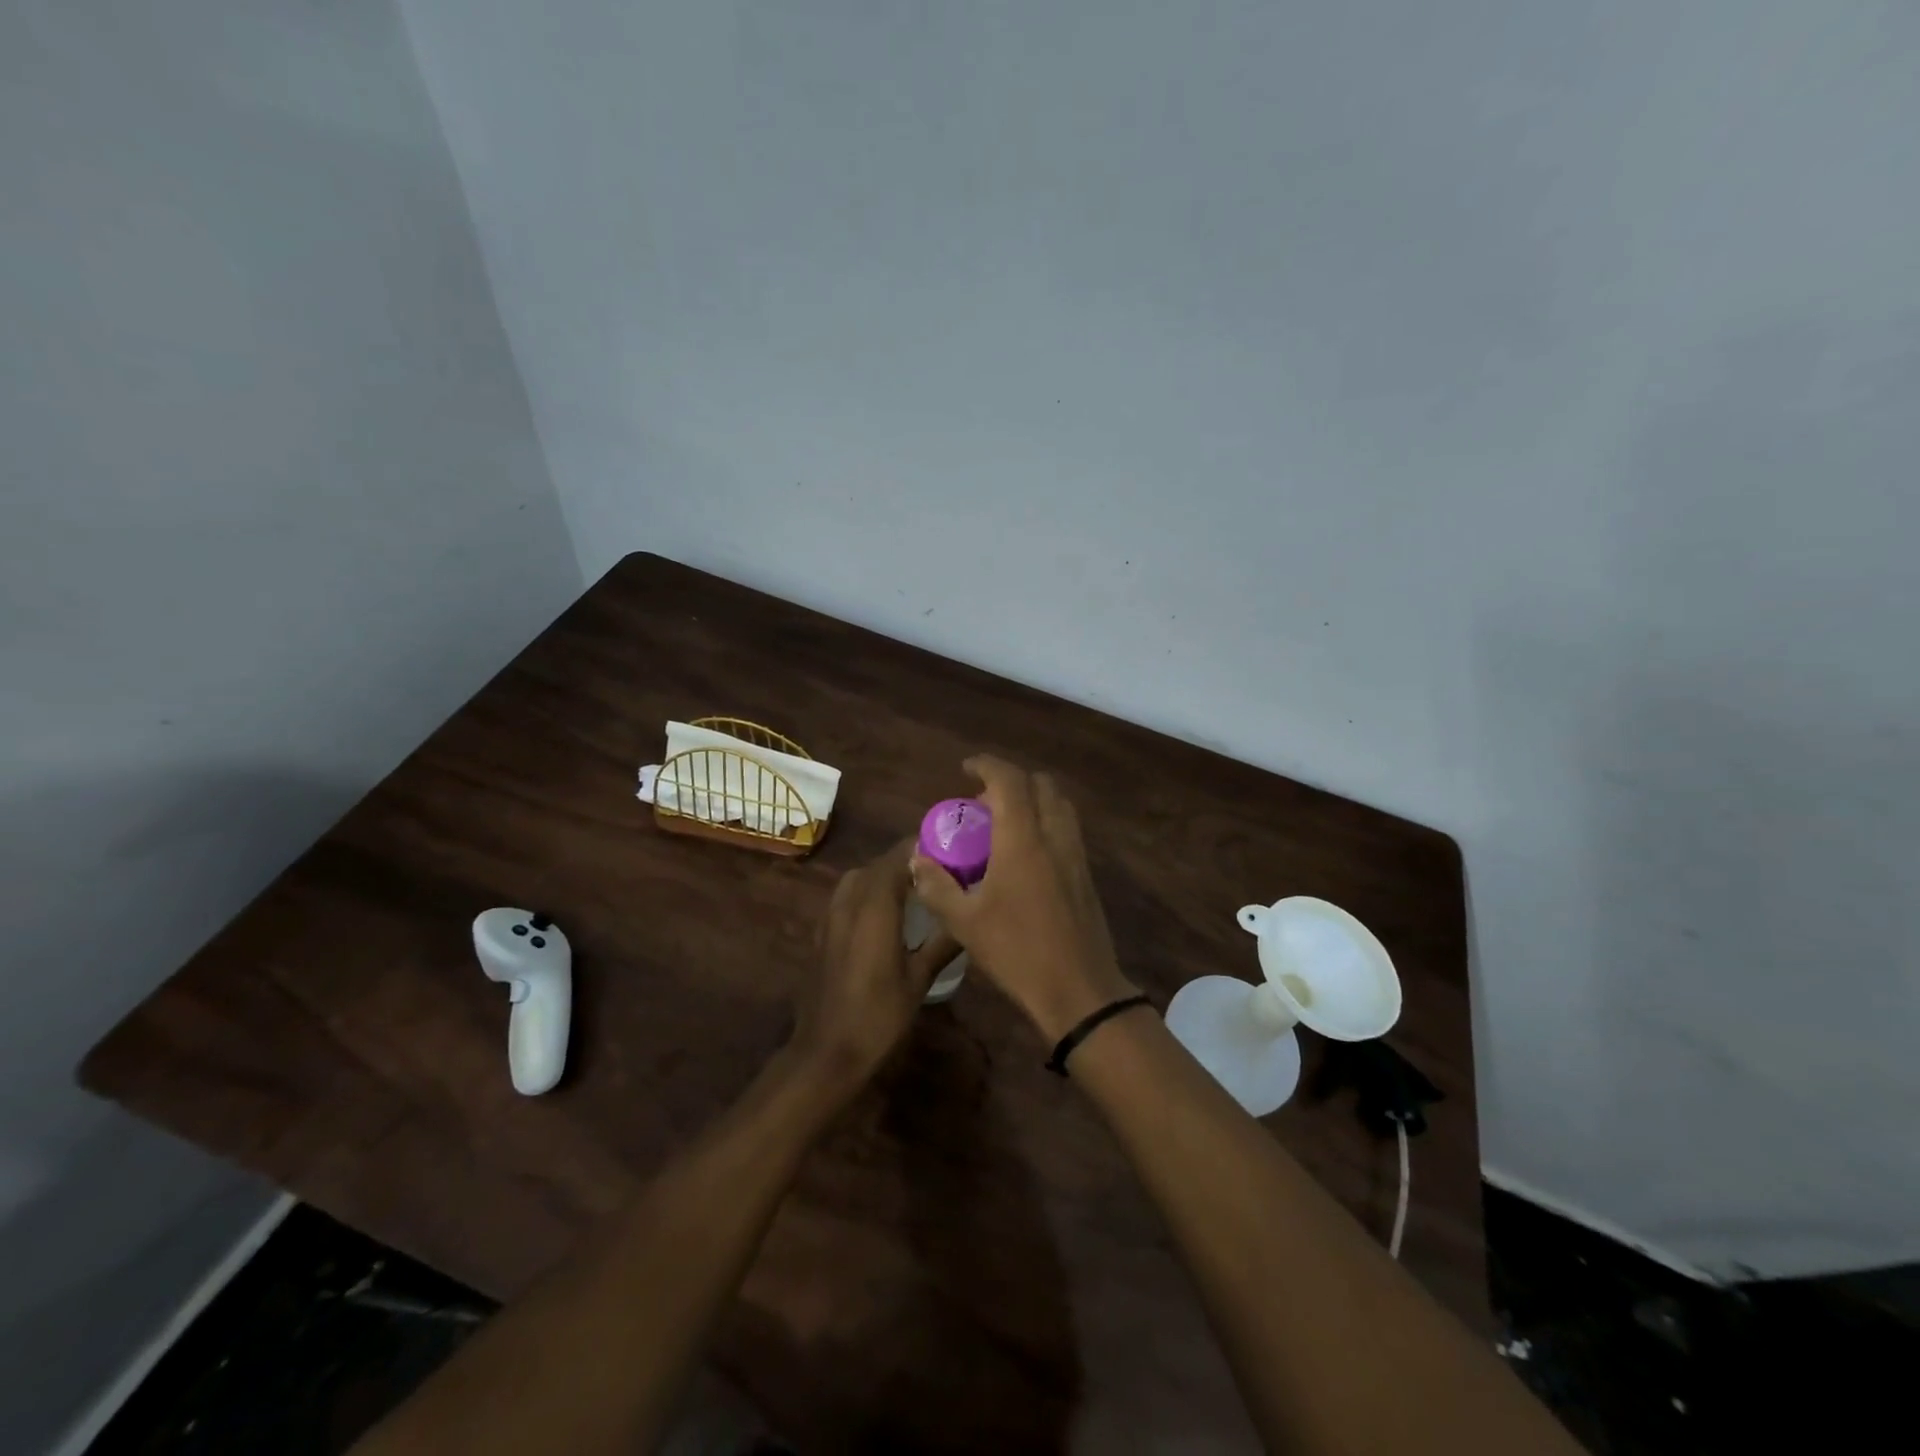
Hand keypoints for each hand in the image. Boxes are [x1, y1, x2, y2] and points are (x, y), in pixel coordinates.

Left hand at [789, 840, 959, 1098]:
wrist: (826, 1051)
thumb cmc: (878, 1016)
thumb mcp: (919, 980)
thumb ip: (944, 942)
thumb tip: (969, 918)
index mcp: (875, 905)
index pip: (899, 855)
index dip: (924, 847)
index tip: (952, 849)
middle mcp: (849, 900)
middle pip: (880, 863)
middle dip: (909, 860)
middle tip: (942, 872)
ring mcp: (831, 915)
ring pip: (860, 877)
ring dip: (887, 875)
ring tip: (918, 890)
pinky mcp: (822, 931)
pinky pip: (848, 896)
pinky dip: (869, 892)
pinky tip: (889, 915)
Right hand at [910, 757, 1138, 1041]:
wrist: (1079, 990)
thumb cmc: (1017, 952)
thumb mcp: (964, 923)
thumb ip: (936, 886)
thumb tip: (917, 859)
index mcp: (1023, 840)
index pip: (1009, 780)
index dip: (986, 765)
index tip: (966, 768)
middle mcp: (1054, 836)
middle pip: (1041, 785)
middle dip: (1011, 782)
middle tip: (983, 805)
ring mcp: (1076, 855)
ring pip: (1059, 806)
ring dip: (1032, 801)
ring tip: (1004, 827)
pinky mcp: (1086, 875)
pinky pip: (1066, 830)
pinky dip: (1045, 824)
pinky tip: (1025, 857)